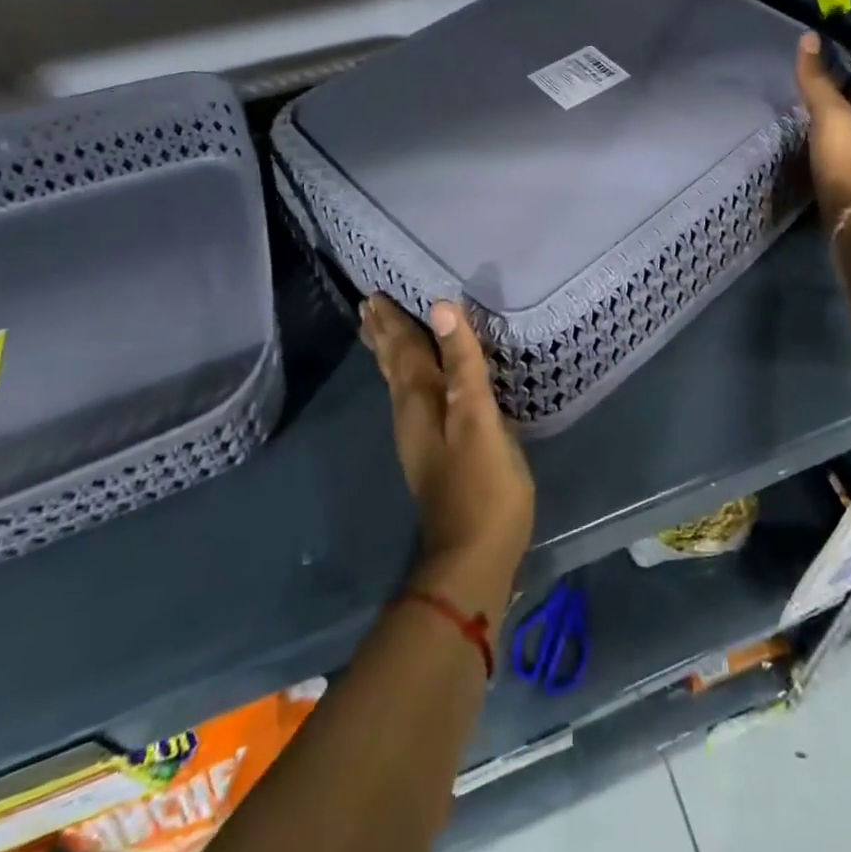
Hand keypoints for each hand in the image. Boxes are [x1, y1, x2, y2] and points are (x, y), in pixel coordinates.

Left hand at [360, 296, 534, 607]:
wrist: (472, 557)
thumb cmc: (481, 483)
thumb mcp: (477, 417)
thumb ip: (462, 362)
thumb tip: (441, 307)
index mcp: (419, 400)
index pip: (402, 349)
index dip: (393, 321)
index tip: (375, 294)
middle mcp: (410, 414)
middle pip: (393, 365)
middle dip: (383, 336)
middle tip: (369, 307)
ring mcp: (419, 437)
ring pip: (399, 383)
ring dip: (390, 355)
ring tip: (382, 334)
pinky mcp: (432, 453)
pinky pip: (412, 398)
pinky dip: (407, 378)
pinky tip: (416, 384)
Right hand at [794, 32, 850, 222]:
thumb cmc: (847, 155)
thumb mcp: (830, 112)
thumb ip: (817, 79)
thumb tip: (809, 36)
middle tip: (841, 68)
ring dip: (841, 116)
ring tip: (822, 103)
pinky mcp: (842, 183)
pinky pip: (835, 152)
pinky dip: (826, 141)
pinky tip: (813, 141)